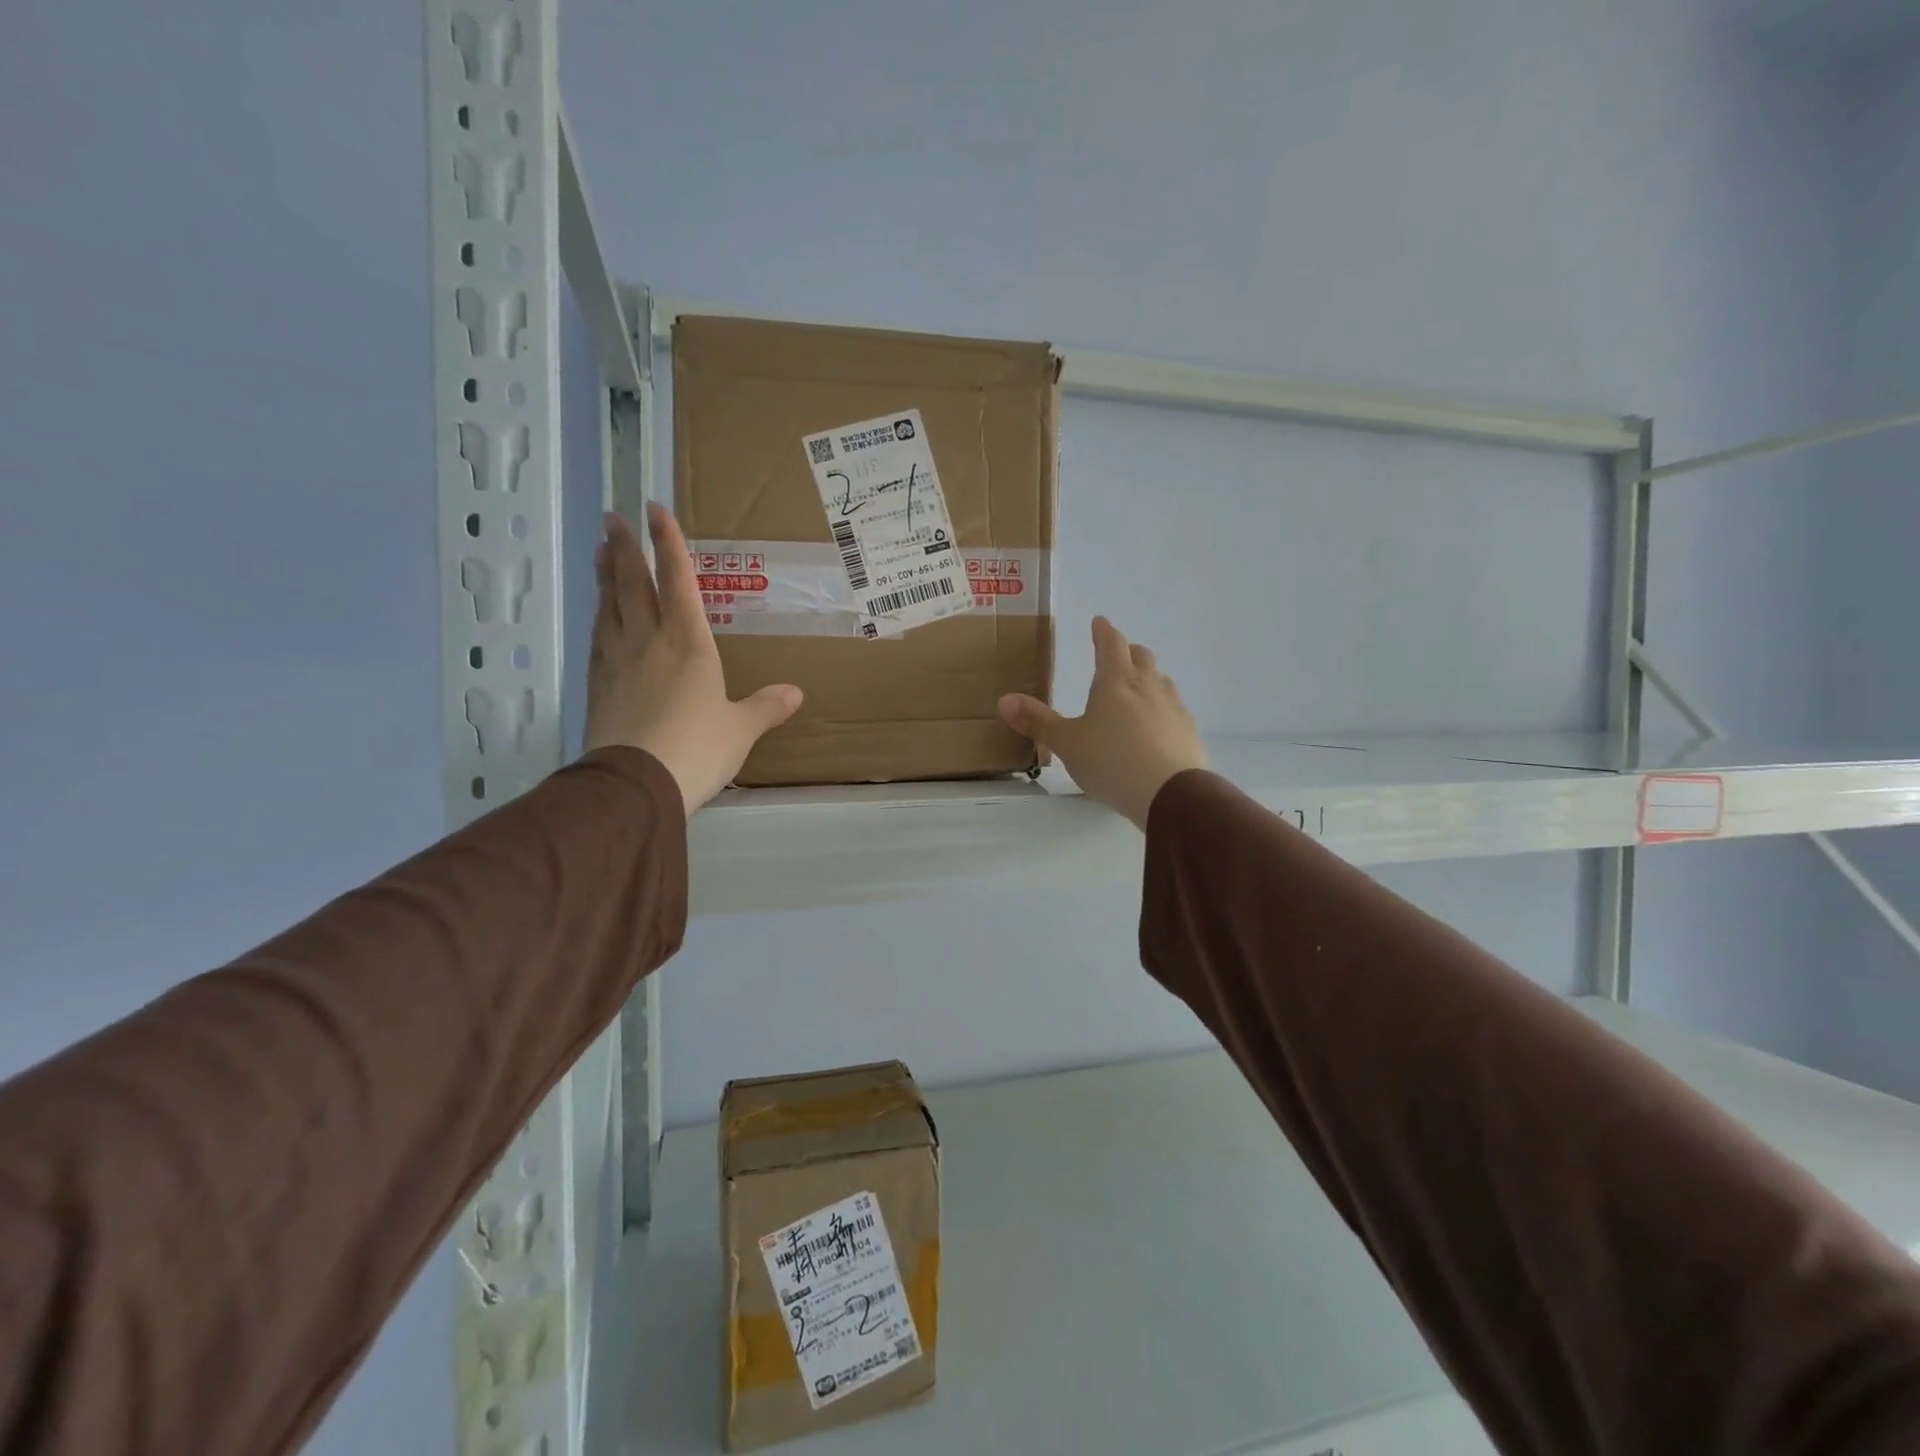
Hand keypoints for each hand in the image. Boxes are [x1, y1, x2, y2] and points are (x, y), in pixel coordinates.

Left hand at [584, 503, 801, 814]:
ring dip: (606, 574)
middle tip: (613, 517)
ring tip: (602, 550)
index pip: (679, 581)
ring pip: (610, 605)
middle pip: (633, 583)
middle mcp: (648, 640)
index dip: (669, 544)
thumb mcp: (740, 729)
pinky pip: (599, 636)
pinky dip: (600, 615)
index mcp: (688, 642)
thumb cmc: (697, 748)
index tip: (655, 510)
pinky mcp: (598, 684)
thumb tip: (794, 693)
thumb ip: (765, 707)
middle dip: (626, 547)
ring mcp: (617, 660)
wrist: (635, 785)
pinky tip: (599, 614)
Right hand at [999, 617, 1206, 829]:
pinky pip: (1174, 709)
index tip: (1099, 622)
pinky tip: (1155, 728)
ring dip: (1148, 679)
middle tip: (1117, 655)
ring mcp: (1174, 707)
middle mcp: (1148, 685)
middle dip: (1128, 651)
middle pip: (1141, 656)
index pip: (1111, 644)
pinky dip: (1161, 709)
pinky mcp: (1189, 730)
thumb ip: (1037, 722)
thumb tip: (1004, 700)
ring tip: (1136, 693)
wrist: (1171, 794)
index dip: (1103, 631)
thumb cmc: (1111, 762)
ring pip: (1161, 681)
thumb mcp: (1067, 744)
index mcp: (1116, 681)